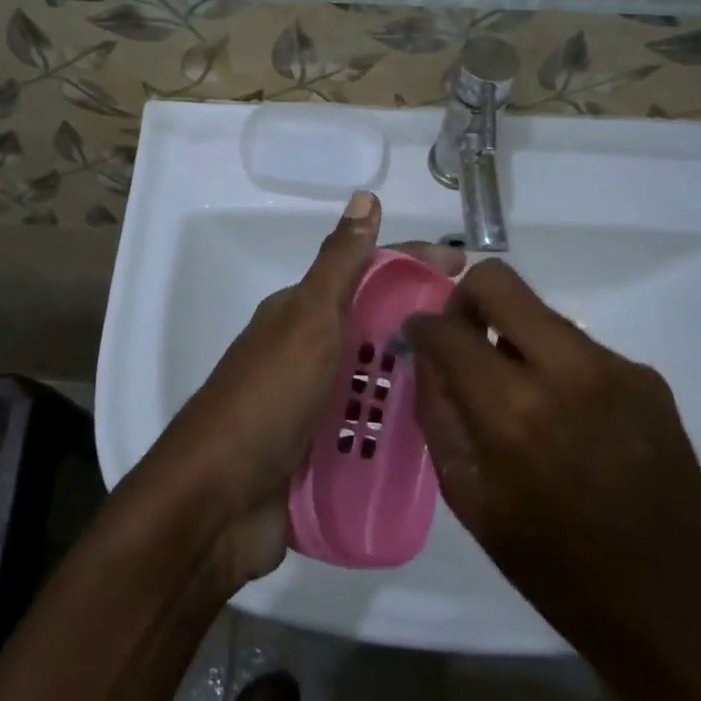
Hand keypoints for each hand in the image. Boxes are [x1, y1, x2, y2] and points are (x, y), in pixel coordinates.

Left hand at [139, 192, 463, 584]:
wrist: (217, 503)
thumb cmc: (266, 399)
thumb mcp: (308, 320)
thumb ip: (340, 264)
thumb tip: (365, 196)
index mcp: (303, 314)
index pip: (367, 272)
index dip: (415, 262)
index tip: (468, 266)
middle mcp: (309, 353)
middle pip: (377, 326)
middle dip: (424, 325)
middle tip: (482, 337)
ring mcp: (315, 405)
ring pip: (378, 380)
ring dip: (418, 379)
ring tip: (474, 386)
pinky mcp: (322, 453)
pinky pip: (373, 429)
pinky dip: (401, 428)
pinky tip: (441, 434)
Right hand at [404, 261, 700, 700]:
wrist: (671, 603)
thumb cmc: (552, 564)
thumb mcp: (468, 497)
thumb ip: (438, 413)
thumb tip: (427, 355)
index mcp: (512, 411)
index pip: (447, 328)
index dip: (421, 327)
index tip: (418, 339)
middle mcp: (566, 371)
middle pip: (498, 281)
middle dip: (466, 301)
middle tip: (465, 341)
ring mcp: (615, 368)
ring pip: (542, 312)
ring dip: (516, 338)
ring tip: (522, 395)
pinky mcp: (648, 377)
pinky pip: (581, 347)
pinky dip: (559, 367)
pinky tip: (570, 420)